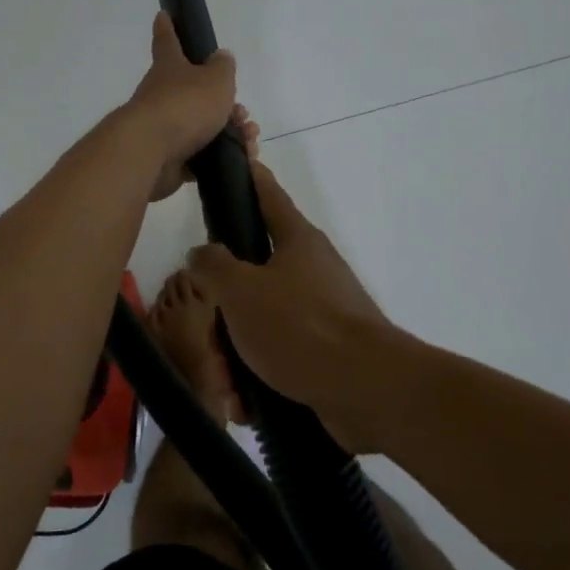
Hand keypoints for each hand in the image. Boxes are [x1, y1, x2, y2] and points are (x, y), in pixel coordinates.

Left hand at [123, 13, 239, 202]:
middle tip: (243, 111)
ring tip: (249, 138)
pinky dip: (221, 156)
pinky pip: (200, 155)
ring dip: (229, 130)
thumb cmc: (184, 105)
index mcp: (169, 68)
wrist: (151, 153)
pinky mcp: (168, 159)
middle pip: (193, 91)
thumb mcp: (215, 80)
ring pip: (201, 125)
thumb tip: (221, 56)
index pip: (167, 41)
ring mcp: (163, 128)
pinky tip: (241, 159)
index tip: (163, 14)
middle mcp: (161, 95)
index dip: (168, 27)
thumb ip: (223, 68)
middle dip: (222, 101)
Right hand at [184, 161, 400, 450]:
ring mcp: (320, 313)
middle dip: (223, 315)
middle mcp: (310, 271)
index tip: (234, 162)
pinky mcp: (324, 353)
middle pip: (251, 277)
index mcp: (297, 241)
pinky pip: (278, 359)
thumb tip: (202, 254)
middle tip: (211, 341)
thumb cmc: (301, 326)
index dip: (248, 178)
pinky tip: (245, 407)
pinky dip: (257, 381)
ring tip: (228, 389)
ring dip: (235, 358)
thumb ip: (213, 266)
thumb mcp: (241, 290)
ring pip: (258, 324)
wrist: (367, 390)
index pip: (267, 195)